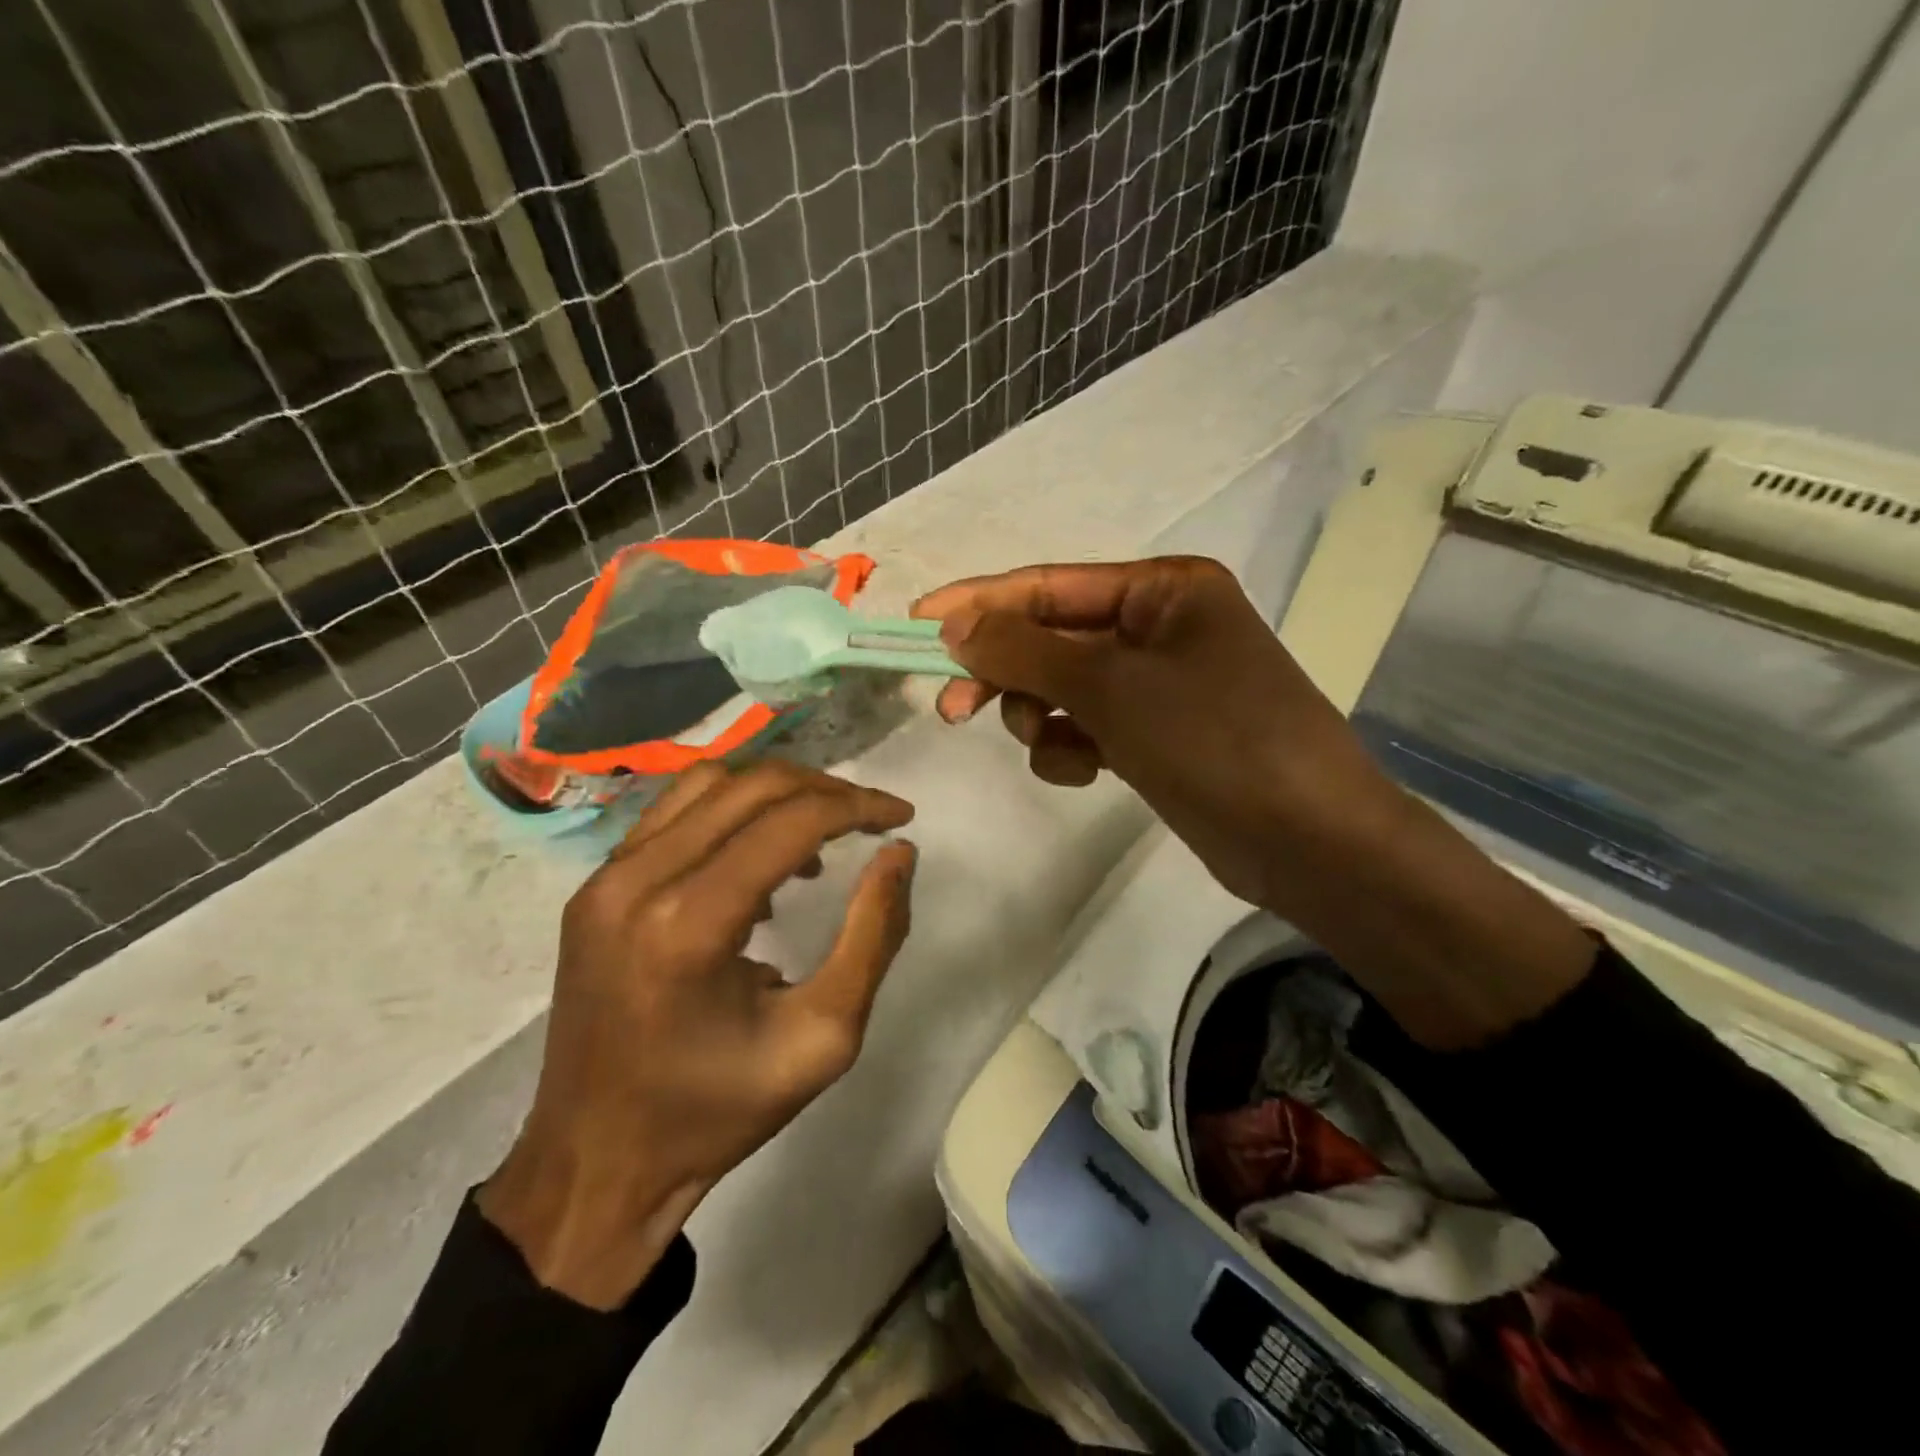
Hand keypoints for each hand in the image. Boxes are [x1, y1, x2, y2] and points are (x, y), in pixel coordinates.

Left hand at [479, 761, 915, 1307]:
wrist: (596, 1162)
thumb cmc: (717, 1112)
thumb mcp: (824, 1037)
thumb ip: (873, 936)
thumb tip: (898, 852)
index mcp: (690, 925)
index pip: (791, 821)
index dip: (858, 806)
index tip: (901, 816)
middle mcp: (638, 881)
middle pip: (751, 786)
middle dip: (826, 790)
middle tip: (871, 818)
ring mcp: (605, 878)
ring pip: (710, 782)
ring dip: (777, 792)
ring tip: (821, 831)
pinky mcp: (594, 886)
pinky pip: (675, 812)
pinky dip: (731, 811)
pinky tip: (759, 857)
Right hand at [914, 557, 1380, 907]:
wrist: (1308, 841)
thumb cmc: (1214, 740)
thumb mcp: (1112, 686)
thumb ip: (1025, 650)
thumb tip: (954, 624)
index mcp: (1162, 589)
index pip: (1048, 585)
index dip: (980, 603)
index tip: (918, 622)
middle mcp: (1159, 627)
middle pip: (1051, 637)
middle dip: (1005, 672)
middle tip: (953, 708)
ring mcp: (1157, 685)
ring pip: (1062, 688)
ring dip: (1041, 715)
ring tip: (1052, 743)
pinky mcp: (1154, 735)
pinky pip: (1086, 728)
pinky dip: (1072, 748)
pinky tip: (1086, 772)